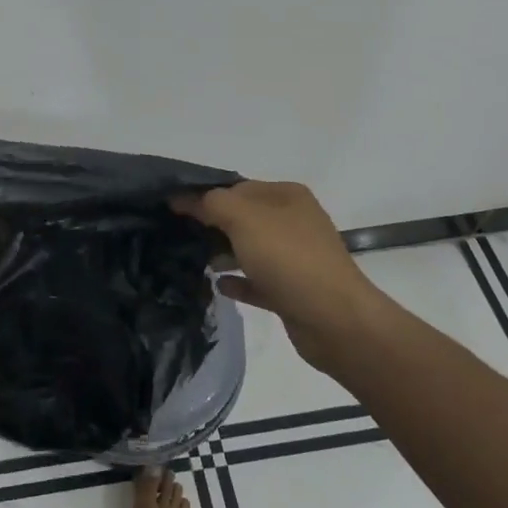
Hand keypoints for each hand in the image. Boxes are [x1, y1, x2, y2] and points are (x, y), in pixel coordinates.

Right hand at [174, 181, 375, 374]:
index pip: (237, 187)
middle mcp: (293, 222)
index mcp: (286, 196)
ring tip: (191, 260)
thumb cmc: (289, 258)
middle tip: (176, 235)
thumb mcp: (243, 219)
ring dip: (222, 253)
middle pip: (242, 217)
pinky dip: (237, 281)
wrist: (335, 321)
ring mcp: (295, 258)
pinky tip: (216, 286)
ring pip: (249, 249)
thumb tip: (181, 197)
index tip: (172, 208)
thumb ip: (209, 203)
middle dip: (211, 224)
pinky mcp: (292, 291)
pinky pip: (256, 281)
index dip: (204, 195)